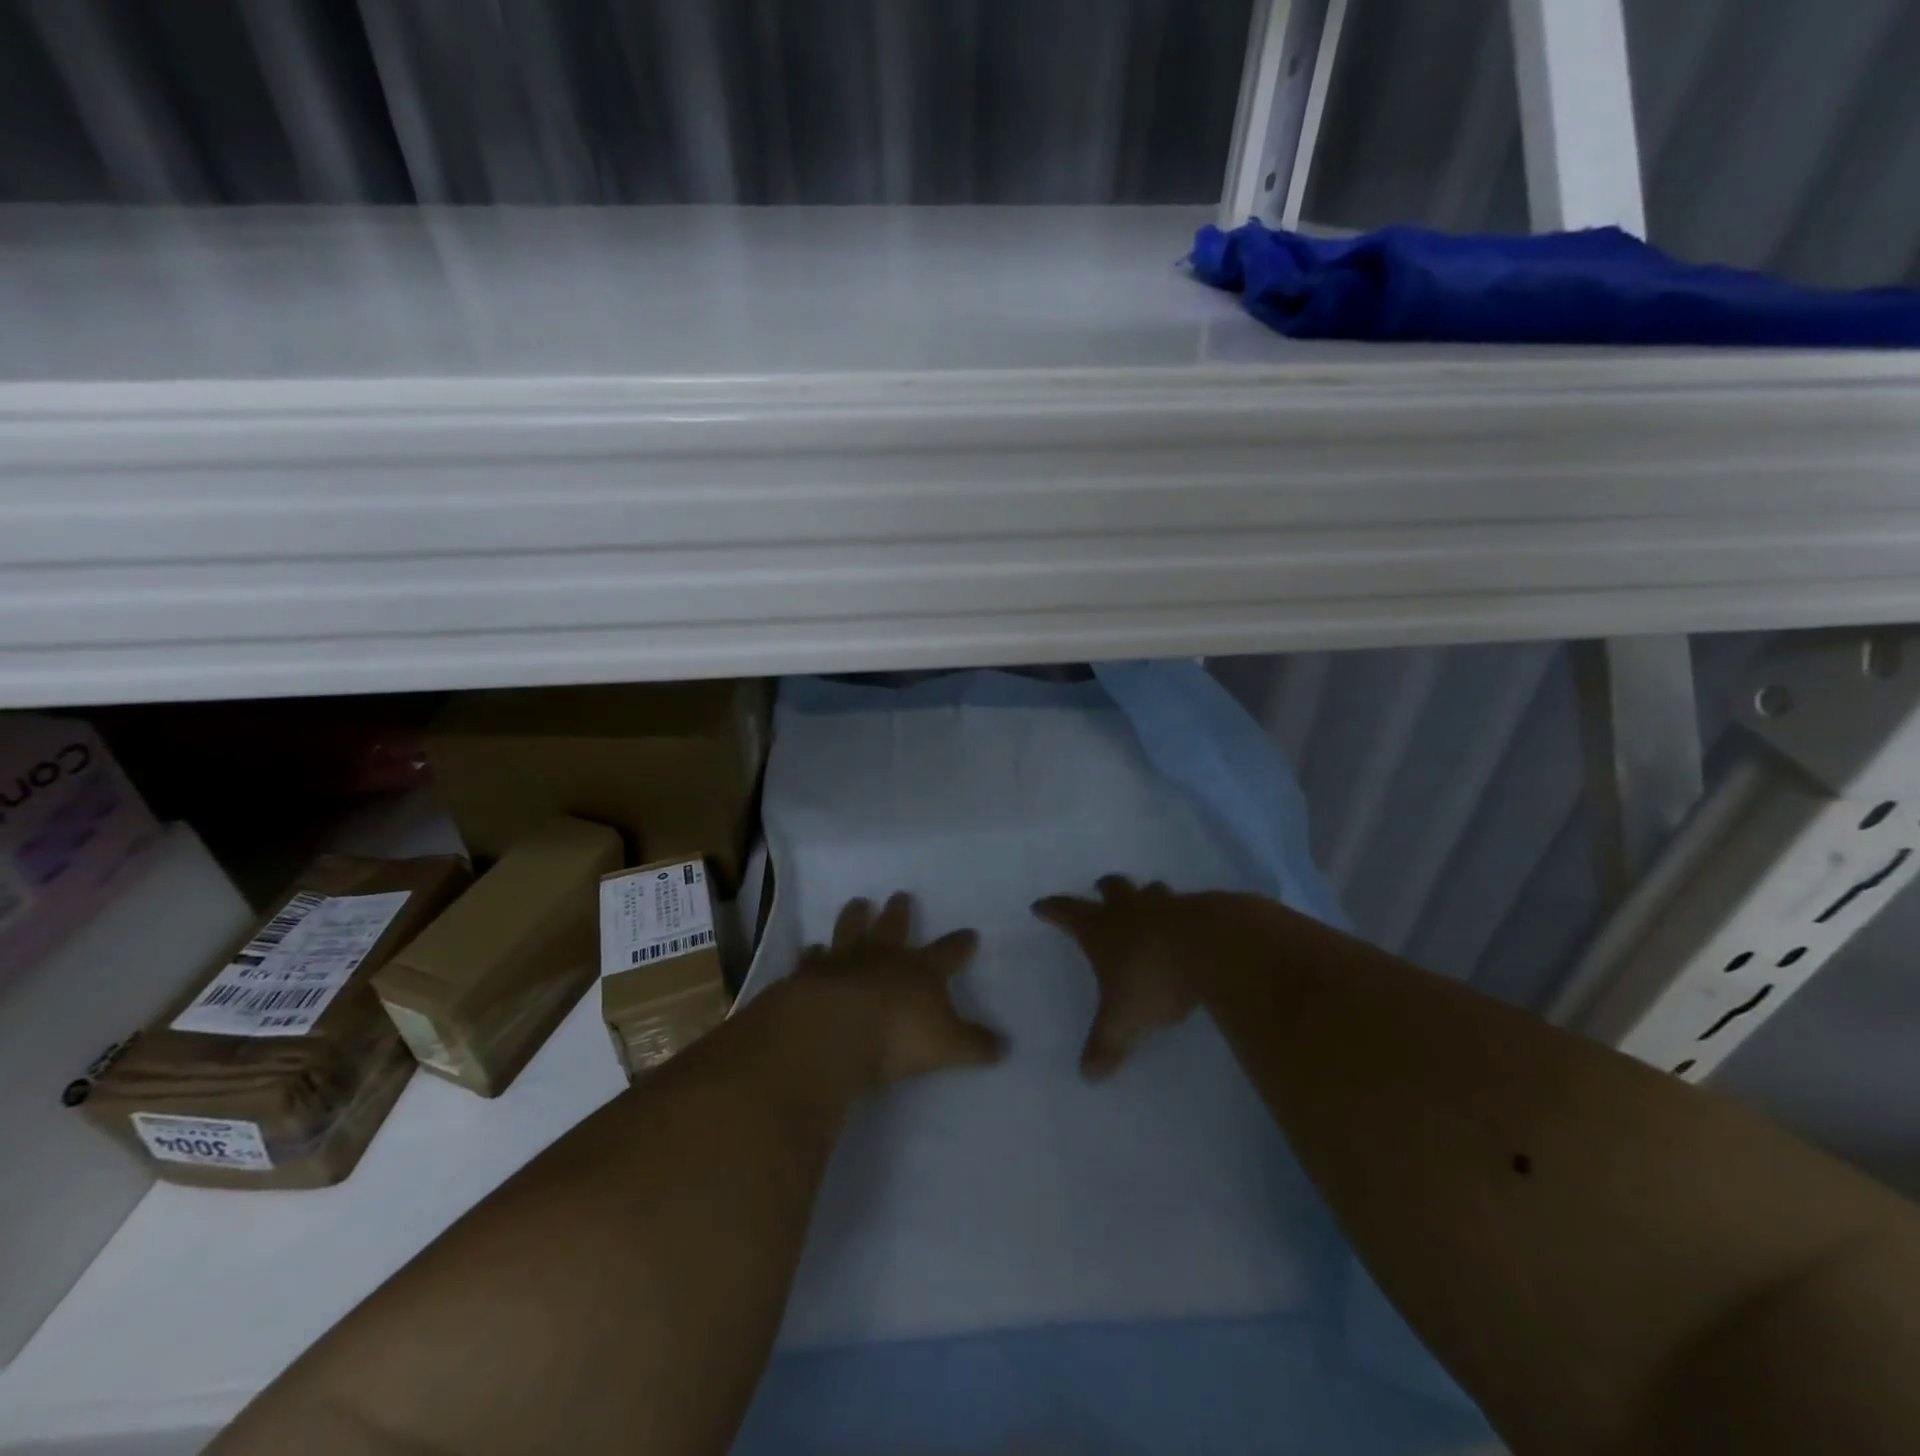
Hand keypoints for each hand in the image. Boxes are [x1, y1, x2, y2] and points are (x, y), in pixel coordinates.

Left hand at [795, 892, 1006, 1088]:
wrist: (833, 1030)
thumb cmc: (898, 1036)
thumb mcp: (947, 1046)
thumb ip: (975, 1045)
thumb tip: (1005, 1046)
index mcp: (921, 971)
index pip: (948, 953)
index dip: (960, 944)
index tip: (969, 932)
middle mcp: (884, 957)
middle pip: (895, 928)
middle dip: (900, 912)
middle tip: (901, 895)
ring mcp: (845, 961)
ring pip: (852, 930)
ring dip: (856, 916)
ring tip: (858, 902)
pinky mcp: (811, 975)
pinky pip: (812, 959)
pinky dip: (812, 955)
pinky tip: (810, 949)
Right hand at [1032, 875, 1207, 1080]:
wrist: (1213, 949)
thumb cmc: (1154, 979)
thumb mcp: (1124, 1020)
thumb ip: (1105, 1044)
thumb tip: (1086, 1075)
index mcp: (1101, 929)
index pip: (1067, 912)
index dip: (1052, 909)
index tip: (1041, 906)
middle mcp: (1130, 909)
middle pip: (1111, 888)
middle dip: (1104, 889)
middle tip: (1101, 890)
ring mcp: (1166, 904)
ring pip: (1150, 890)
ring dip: (1146, 895)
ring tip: (1148, 903)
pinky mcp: (1201, 907)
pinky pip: (1187, 904)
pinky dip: (1183, 912)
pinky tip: (1190, 925)